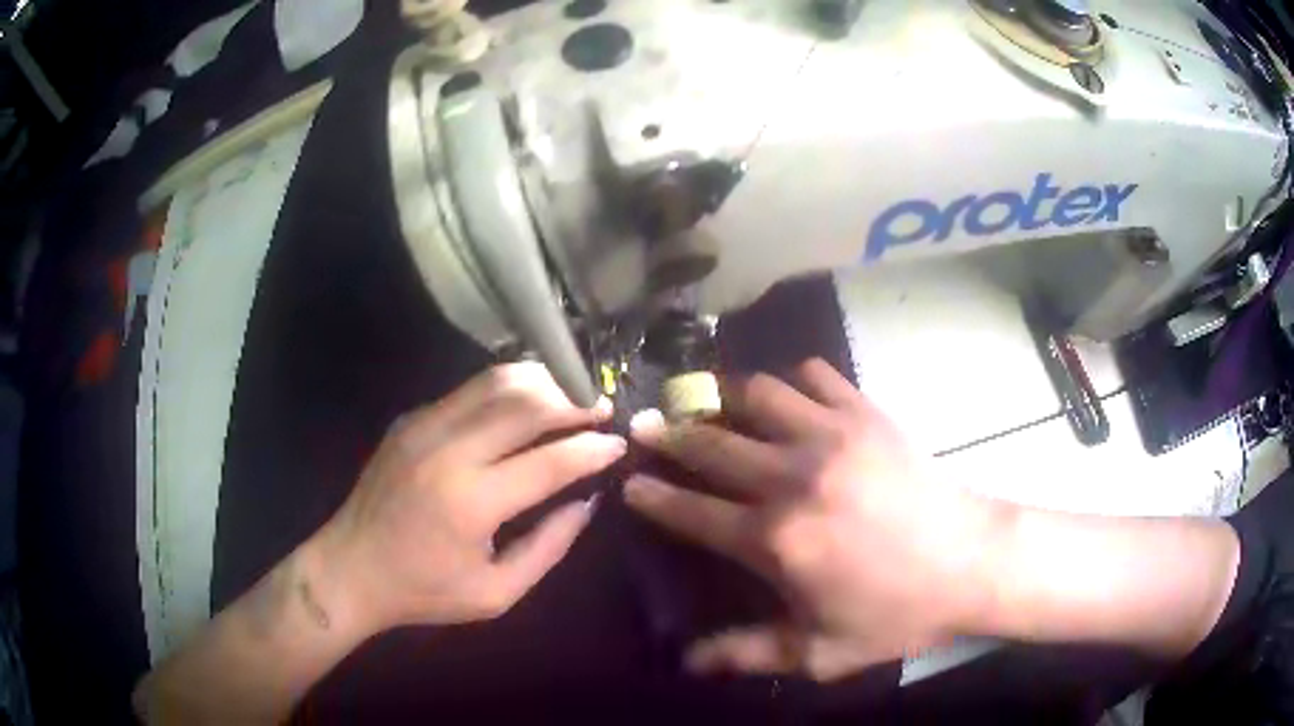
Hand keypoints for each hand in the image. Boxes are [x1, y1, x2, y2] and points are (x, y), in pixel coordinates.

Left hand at [317, 362, 624, 635]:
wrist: (350, 568)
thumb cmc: (425, 591)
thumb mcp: (497, 593)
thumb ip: (548, 547)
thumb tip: (586, 502)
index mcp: (470, 503)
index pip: (548, 461)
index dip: (591, 449)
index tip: (618, 444)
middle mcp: (447, 452)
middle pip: (525, 404)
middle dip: (572, 402)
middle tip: (601, 410)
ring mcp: (423, 427)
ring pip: (496, 383)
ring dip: (541, 384)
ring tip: (570, 396)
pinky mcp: (410, 418)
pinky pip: (468, 391)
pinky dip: (506, 389)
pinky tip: (525, 402)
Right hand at [625, 359, 1003, 679]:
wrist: (971, 562)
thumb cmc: (897, 613)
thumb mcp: (821, 652)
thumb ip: (748, 654)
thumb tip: (687, 661)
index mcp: (776, 541)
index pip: (693, 511)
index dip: (654, 496)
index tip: (630, 482)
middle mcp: (792, 479)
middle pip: (712, 445)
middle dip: (668, 434)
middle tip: (644, 423)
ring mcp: (831, 437)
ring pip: (757, 395)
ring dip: (725, 396)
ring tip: (709, 400)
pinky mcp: (866, 414)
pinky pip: (816, 377)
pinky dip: (794, 380)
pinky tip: (790, 395)